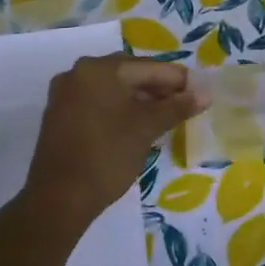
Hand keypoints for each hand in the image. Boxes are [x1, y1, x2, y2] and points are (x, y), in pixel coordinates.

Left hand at [23, 54, 202, 225]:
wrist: (59, 198)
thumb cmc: (108, 156)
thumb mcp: (146, 129)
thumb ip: (176, 107)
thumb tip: (205, 95)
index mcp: (99, 69)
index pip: (148, 67)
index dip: (178, 79)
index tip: (200, 92)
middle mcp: (78, 73)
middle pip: (128, 73)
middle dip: (158, 88)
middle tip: (184, 104)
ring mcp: (65, 94)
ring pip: (112, 89)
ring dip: (139, 99)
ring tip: (164, 116)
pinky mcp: (60, 115)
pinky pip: (97, 102)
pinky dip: (118, 108)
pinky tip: (136, 124)